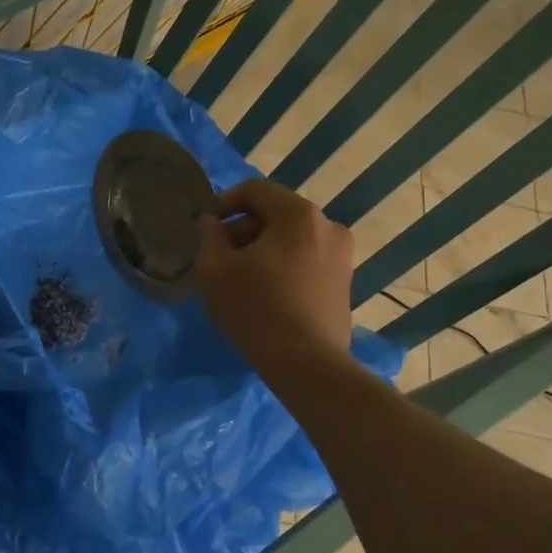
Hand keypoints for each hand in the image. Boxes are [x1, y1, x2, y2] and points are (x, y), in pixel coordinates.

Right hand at [194, 178, 354, 372]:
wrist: (306, 362)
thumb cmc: (255, 307)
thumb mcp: (214, 268)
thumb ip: (208, 236)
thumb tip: (211, 223)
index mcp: (298, 214)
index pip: (254, 190)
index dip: (223, 203)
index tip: (206, 229)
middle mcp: (328, 225)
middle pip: (275, 213)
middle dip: (243, 229)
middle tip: (219, 256)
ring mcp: (342, 255)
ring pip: (291, 238)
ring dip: (262, 249)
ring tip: (240, 278)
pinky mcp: (345, 282)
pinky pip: (306, 260)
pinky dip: (283, 266)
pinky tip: (265, 293)